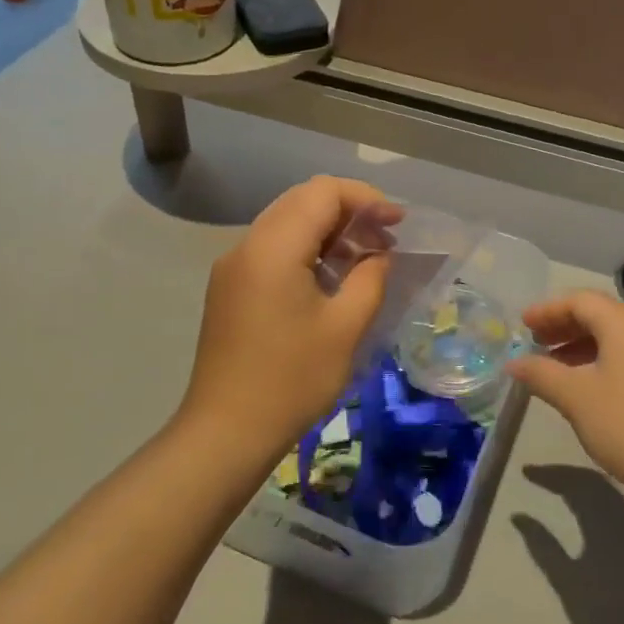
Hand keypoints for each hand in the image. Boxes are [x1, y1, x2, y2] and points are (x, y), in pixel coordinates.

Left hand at [180, 177, 399, 459]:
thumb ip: (370, 278)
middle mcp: (247, 245)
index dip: (366, 198)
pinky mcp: (230, 289)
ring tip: (364, 259)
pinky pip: (273, 249)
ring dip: (328, 231)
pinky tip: (330, 279)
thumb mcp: (345, 327)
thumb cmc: (292, 380)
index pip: (323, 191)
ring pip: (287, 223)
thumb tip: (378, 255)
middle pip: (302, 200)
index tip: (397, 223)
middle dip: (349, 211)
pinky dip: (306, 250)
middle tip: (385, 240)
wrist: (226, 432)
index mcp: (273, 247)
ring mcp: (233, 267)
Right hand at [505, 290, 623, 507]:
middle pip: (598, 315)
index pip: (580, 301)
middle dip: (563, 326)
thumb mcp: (575, 397)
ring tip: (551, 366)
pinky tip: (582, 386)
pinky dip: (598, 361)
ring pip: (613, 337)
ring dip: (579, 345)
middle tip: (533, 342)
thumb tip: (514, 363)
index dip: (547, 310)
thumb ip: (540, 374)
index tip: (522, 325)